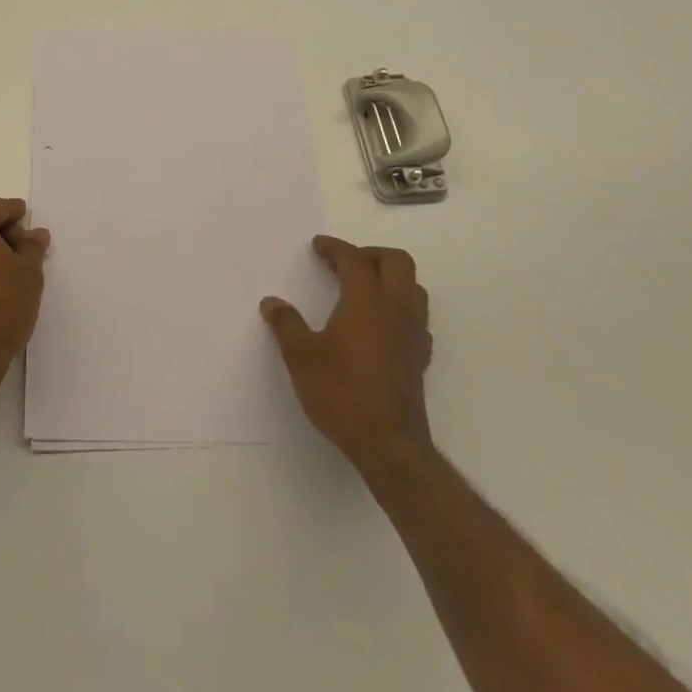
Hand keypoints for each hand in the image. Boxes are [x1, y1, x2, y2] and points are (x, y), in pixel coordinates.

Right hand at [261, 235, 433, 475]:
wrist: (389, 446)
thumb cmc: (342, 392)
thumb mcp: (301, 356)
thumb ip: (286, 324)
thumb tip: (272, 303)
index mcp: (367, 300)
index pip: (355, 259)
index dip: (335, 248)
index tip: (317, 246)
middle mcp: (396, 310)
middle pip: (397, 263)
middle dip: (370, 255)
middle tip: (344, 264)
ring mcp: (413, 335)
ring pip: (413, 289)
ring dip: (390, 279)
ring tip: (362, 290)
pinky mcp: (419, 359)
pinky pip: (416, 318)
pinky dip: (399, 309)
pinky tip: (379, 325)